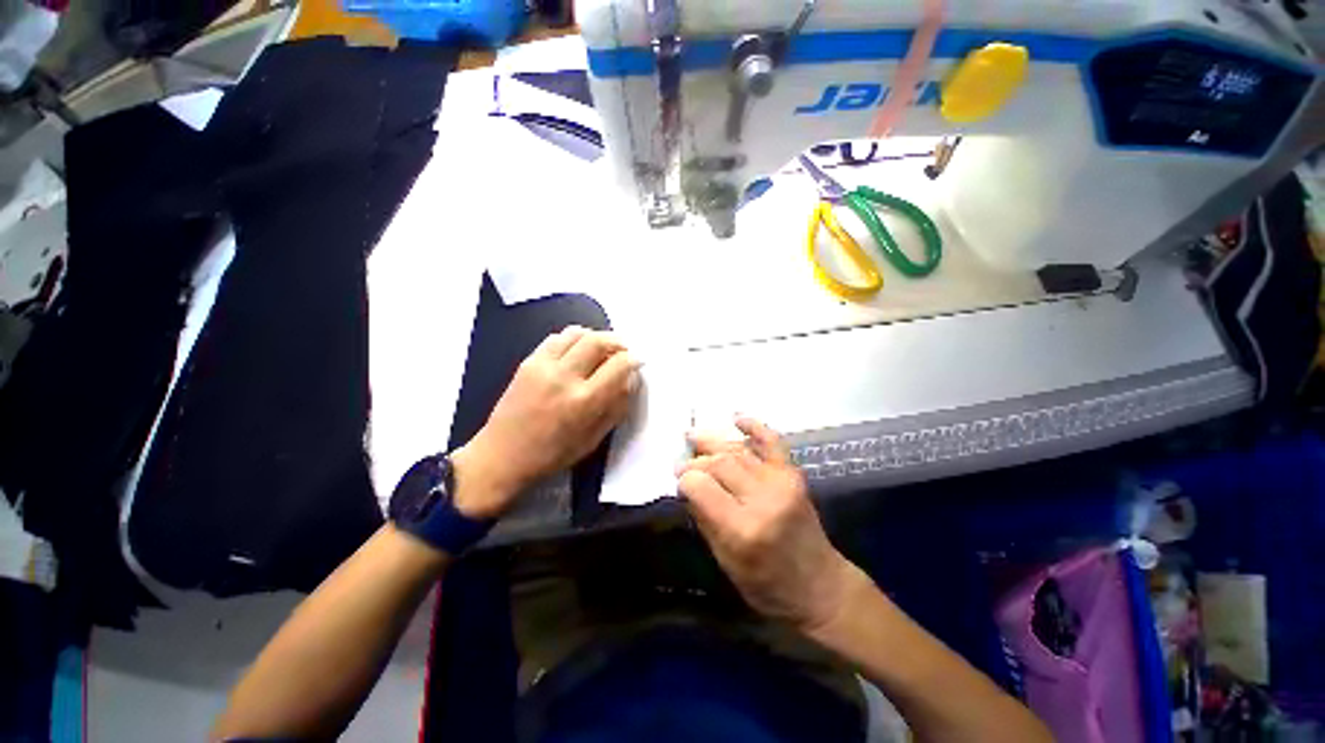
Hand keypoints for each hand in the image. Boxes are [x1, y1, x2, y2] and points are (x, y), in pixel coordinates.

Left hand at [452, 327, 639, 519]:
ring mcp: (543, 366)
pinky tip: (577, 352)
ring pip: (578, 333)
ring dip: (596, 337)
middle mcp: (565, 377)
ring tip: (601, 350)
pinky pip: (556, 338)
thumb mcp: (594, 439)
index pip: (620, 365)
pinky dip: (573, 339)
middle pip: (599, 340)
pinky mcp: (528, 362)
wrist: (502, 455)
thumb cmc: (552, 455)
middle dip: (618, 342)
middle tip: (623, 352)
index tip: (637, 363)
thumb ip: (616, 407)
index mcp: (585, 402)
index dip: (634, 360)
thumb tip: (631, 379)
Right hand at [676, 417, 865, 633]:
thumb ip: (705, 520)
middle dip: (695, 461)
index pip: (701, 487)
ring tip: (693, 436)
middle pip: (719, 464)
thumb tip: (688, 487)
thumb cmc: (768, 585)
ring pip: (738, 451)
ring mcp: (781, 482)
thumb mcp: (726, 562)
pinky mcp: (793, 474)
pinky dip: (755, 426)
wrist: (821, 586)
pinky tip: (736, 418)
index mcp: (742, 528)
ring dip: (713, 441)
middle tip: (683, 463)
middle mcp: (762, 499)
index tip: (679, 481)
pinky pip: (772, 442)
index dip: (685, 480)